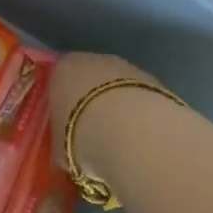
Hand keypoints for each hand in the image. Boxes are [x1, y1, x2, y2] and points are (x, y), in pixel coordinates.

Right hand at [46, 51, 156, 179]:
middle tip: (93, 135)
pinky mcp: (154, 81)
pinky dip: (139, 114)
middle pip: (89, 80)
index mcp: (61, 70)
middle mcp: (92, 60)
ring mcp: (126, 67)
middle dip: (91, 104)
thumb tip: (67, 151)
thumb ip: (62, 142)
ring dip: (119, 108)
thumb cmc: (81, 136)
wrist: (131, 132)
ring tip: (121, 142)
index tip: (66, 126)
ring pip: (117, 88)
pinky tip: (141, 139)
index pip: (58, 81)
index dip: (63, 104)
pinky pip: (139, 98)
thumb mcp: (60, 147)